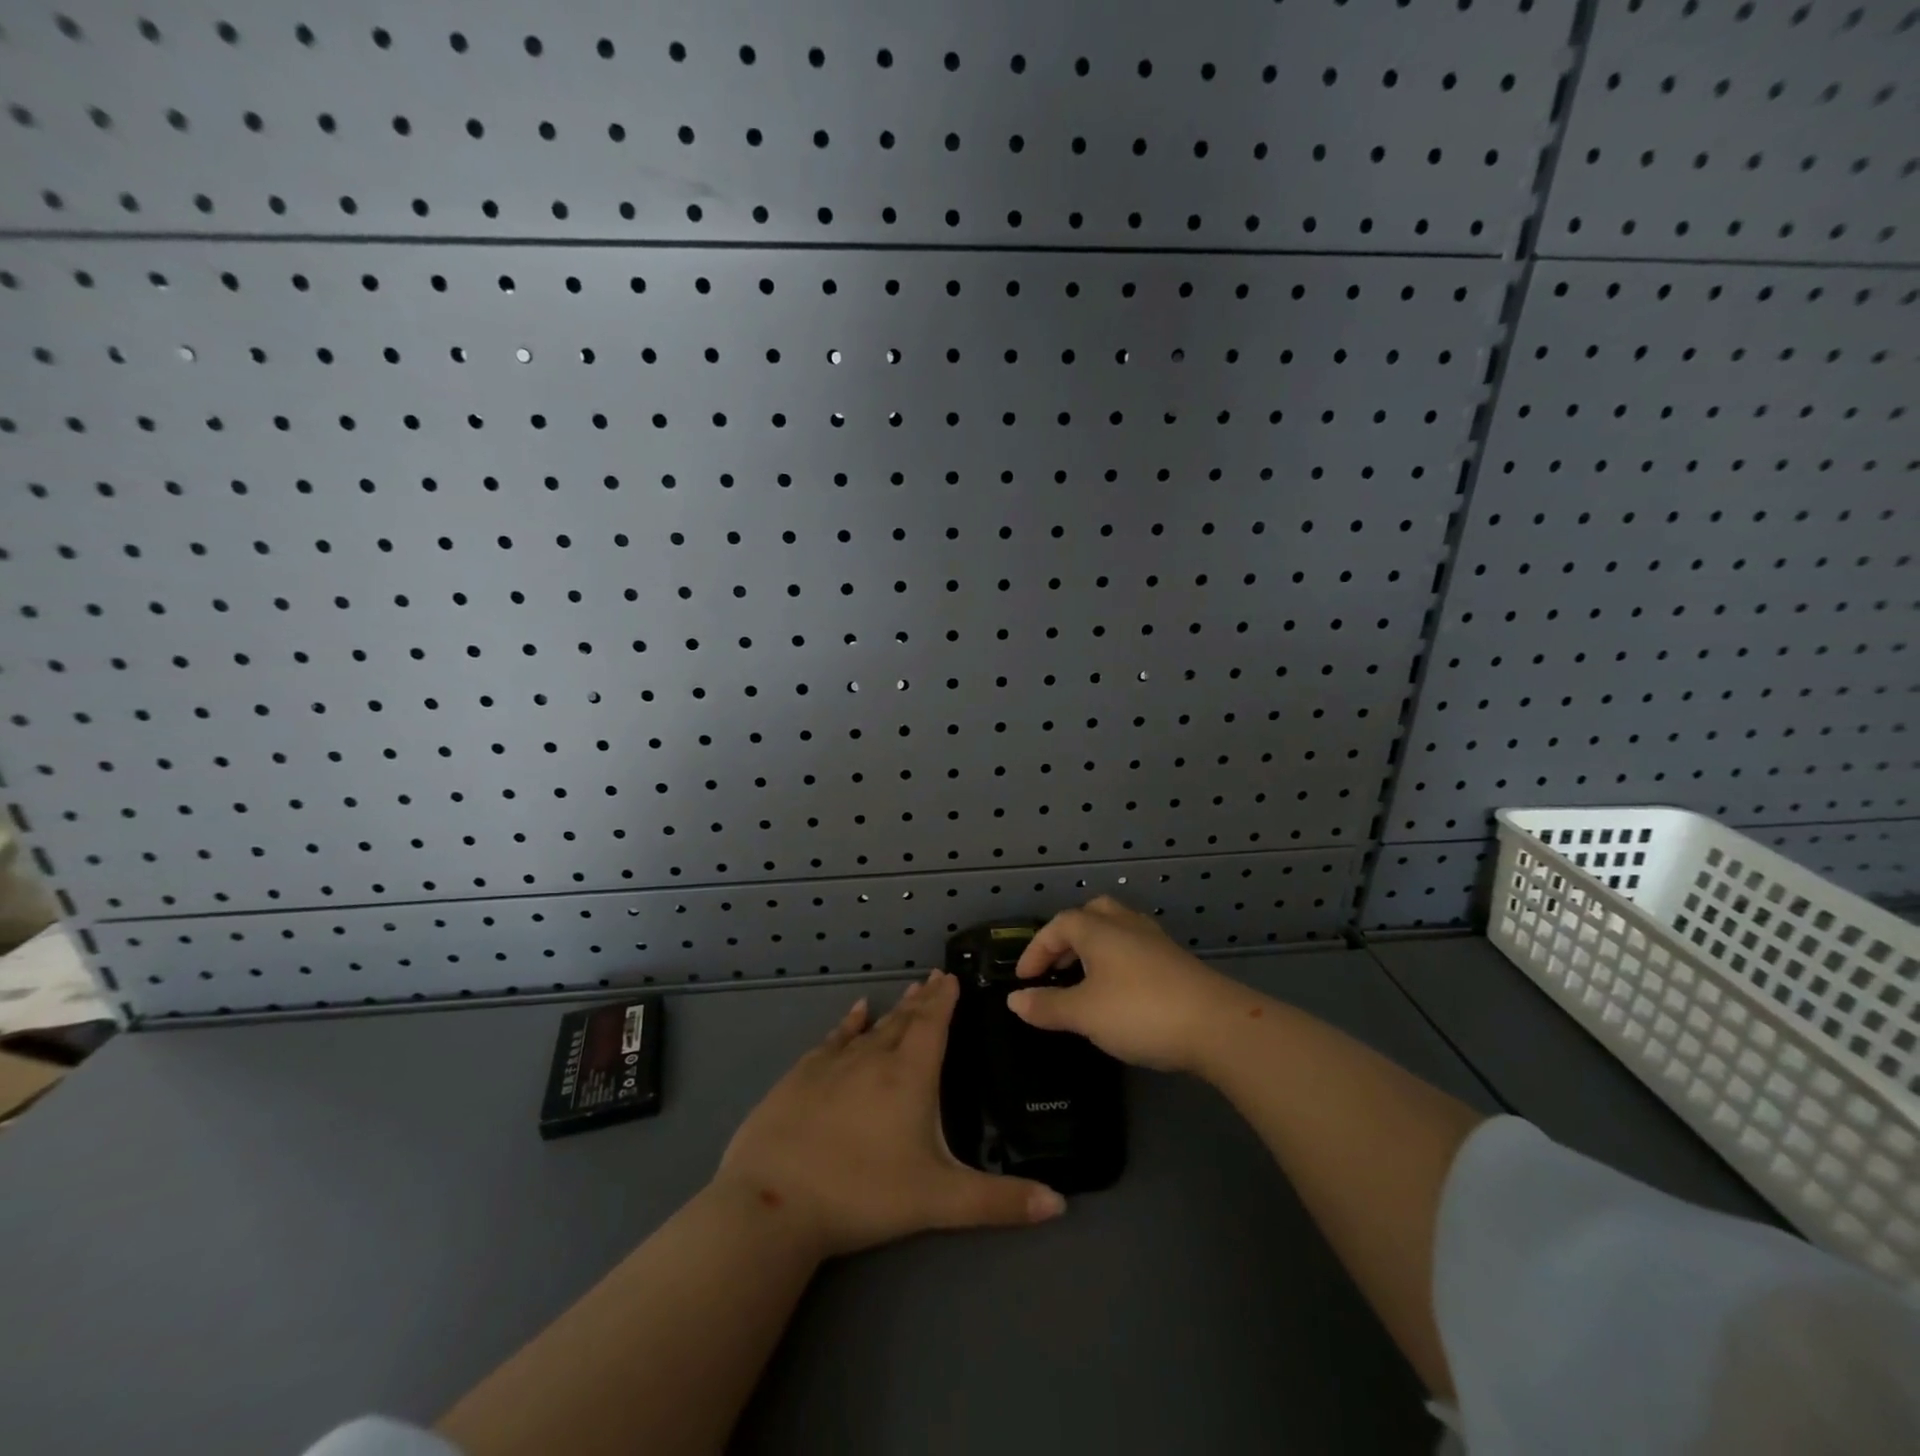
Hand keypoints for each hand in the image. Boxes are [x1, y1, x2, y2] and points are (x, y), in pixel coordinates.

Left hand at [716, 971, 1066, 1258]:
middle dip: (923, 1000)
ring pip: (872, 1027)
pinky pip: (834, 1038)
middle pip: (905, 1020)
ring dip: (893, 1010)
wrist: (774, 1200)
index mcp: (910, 1076)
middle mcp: (874, 1057)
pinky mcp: (801, 1075)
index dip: (945, 1000)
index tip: (952, 976)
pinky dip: (849, 1023)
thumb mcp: (939, 1201)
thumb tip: (1060, 1205)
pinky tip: (856, 1012)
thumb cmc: (863, 1194)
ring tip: (907, 992)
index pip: (933, 1024)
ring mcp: (834, 1063)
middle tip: (934, 979)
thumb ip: (999, 1201)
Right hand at [1007, 896, 1240, 1072]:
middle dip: (1068, 936)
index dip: (1036, 949)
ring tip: (1085, 978)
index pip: (1058, 925)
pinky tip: (1120, 991)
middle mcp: (1126, 925)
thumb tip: (1014, 1000)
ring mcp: (1156, 941)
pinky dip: (1118, 961)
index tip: (1024, 979)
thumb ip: (1047, 1006)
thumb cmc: (1140, 1011)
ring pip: (1117, 929)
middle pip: (1091, 914)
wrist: (1218, 1026)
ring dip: (1095, 947)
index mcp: (1098, 929)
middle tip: (1057, 966)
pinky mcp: (1177, 962)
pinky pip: (1136, 948)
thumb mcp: (1084, 1013)